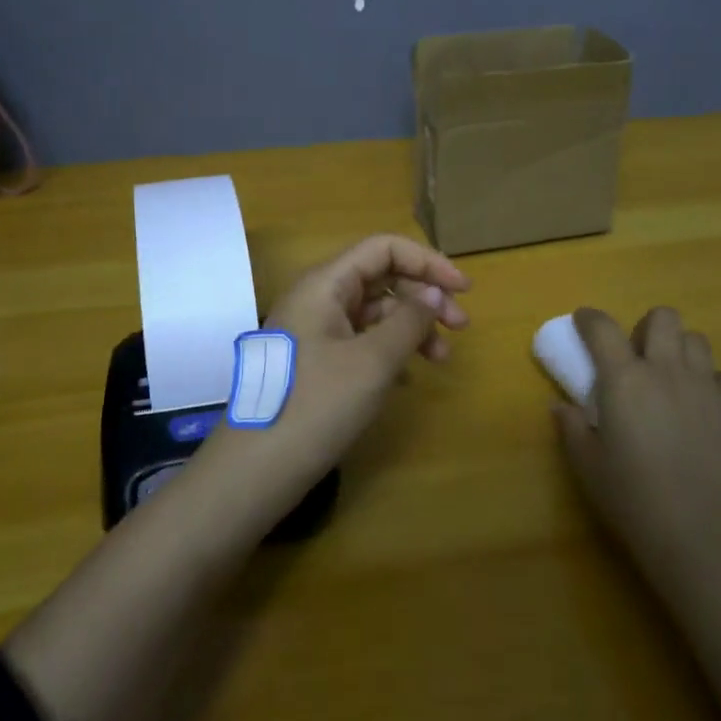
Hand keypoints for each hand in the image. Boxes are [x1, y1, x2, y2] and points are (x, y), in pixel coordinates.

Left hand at [194, 234, 468, 495]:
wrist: (256, 471)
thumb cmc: (317, 406)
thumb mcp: (373, 361)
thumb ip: (409, 321)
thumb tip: (434, 294)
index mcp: (325, 284)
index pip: (383, 249)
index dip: (427, 262)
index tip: (464, 290)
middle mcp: (318, 299)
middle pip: (381, 277)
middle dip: (424, 296)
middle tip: (460, 327)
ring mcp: (314, 332)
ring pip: (374, 312)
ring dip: (411, 327)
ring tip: (440, 359)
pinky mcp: (315, 363)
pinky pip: (361, 341)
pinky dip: (390, 351)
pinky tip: (409, 378)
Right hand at [553, 307, 720, 601]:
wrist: (706, 538)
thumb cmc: (635, 501)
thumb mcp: (589, 467)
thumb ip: (572, 429)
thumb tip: (563, 407)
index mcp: (624, 379)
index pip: (602, 327)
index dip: (589, 319)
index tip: (583, 323)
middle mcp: (666, 370)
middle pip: (662, 317)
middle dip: (646, 327)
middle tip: (636, 357)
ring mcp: (707, 388)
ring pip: (697, 340)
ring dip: (680, 350)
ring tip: (670, 379)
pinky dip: (711, 382)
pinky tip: (702, 407)